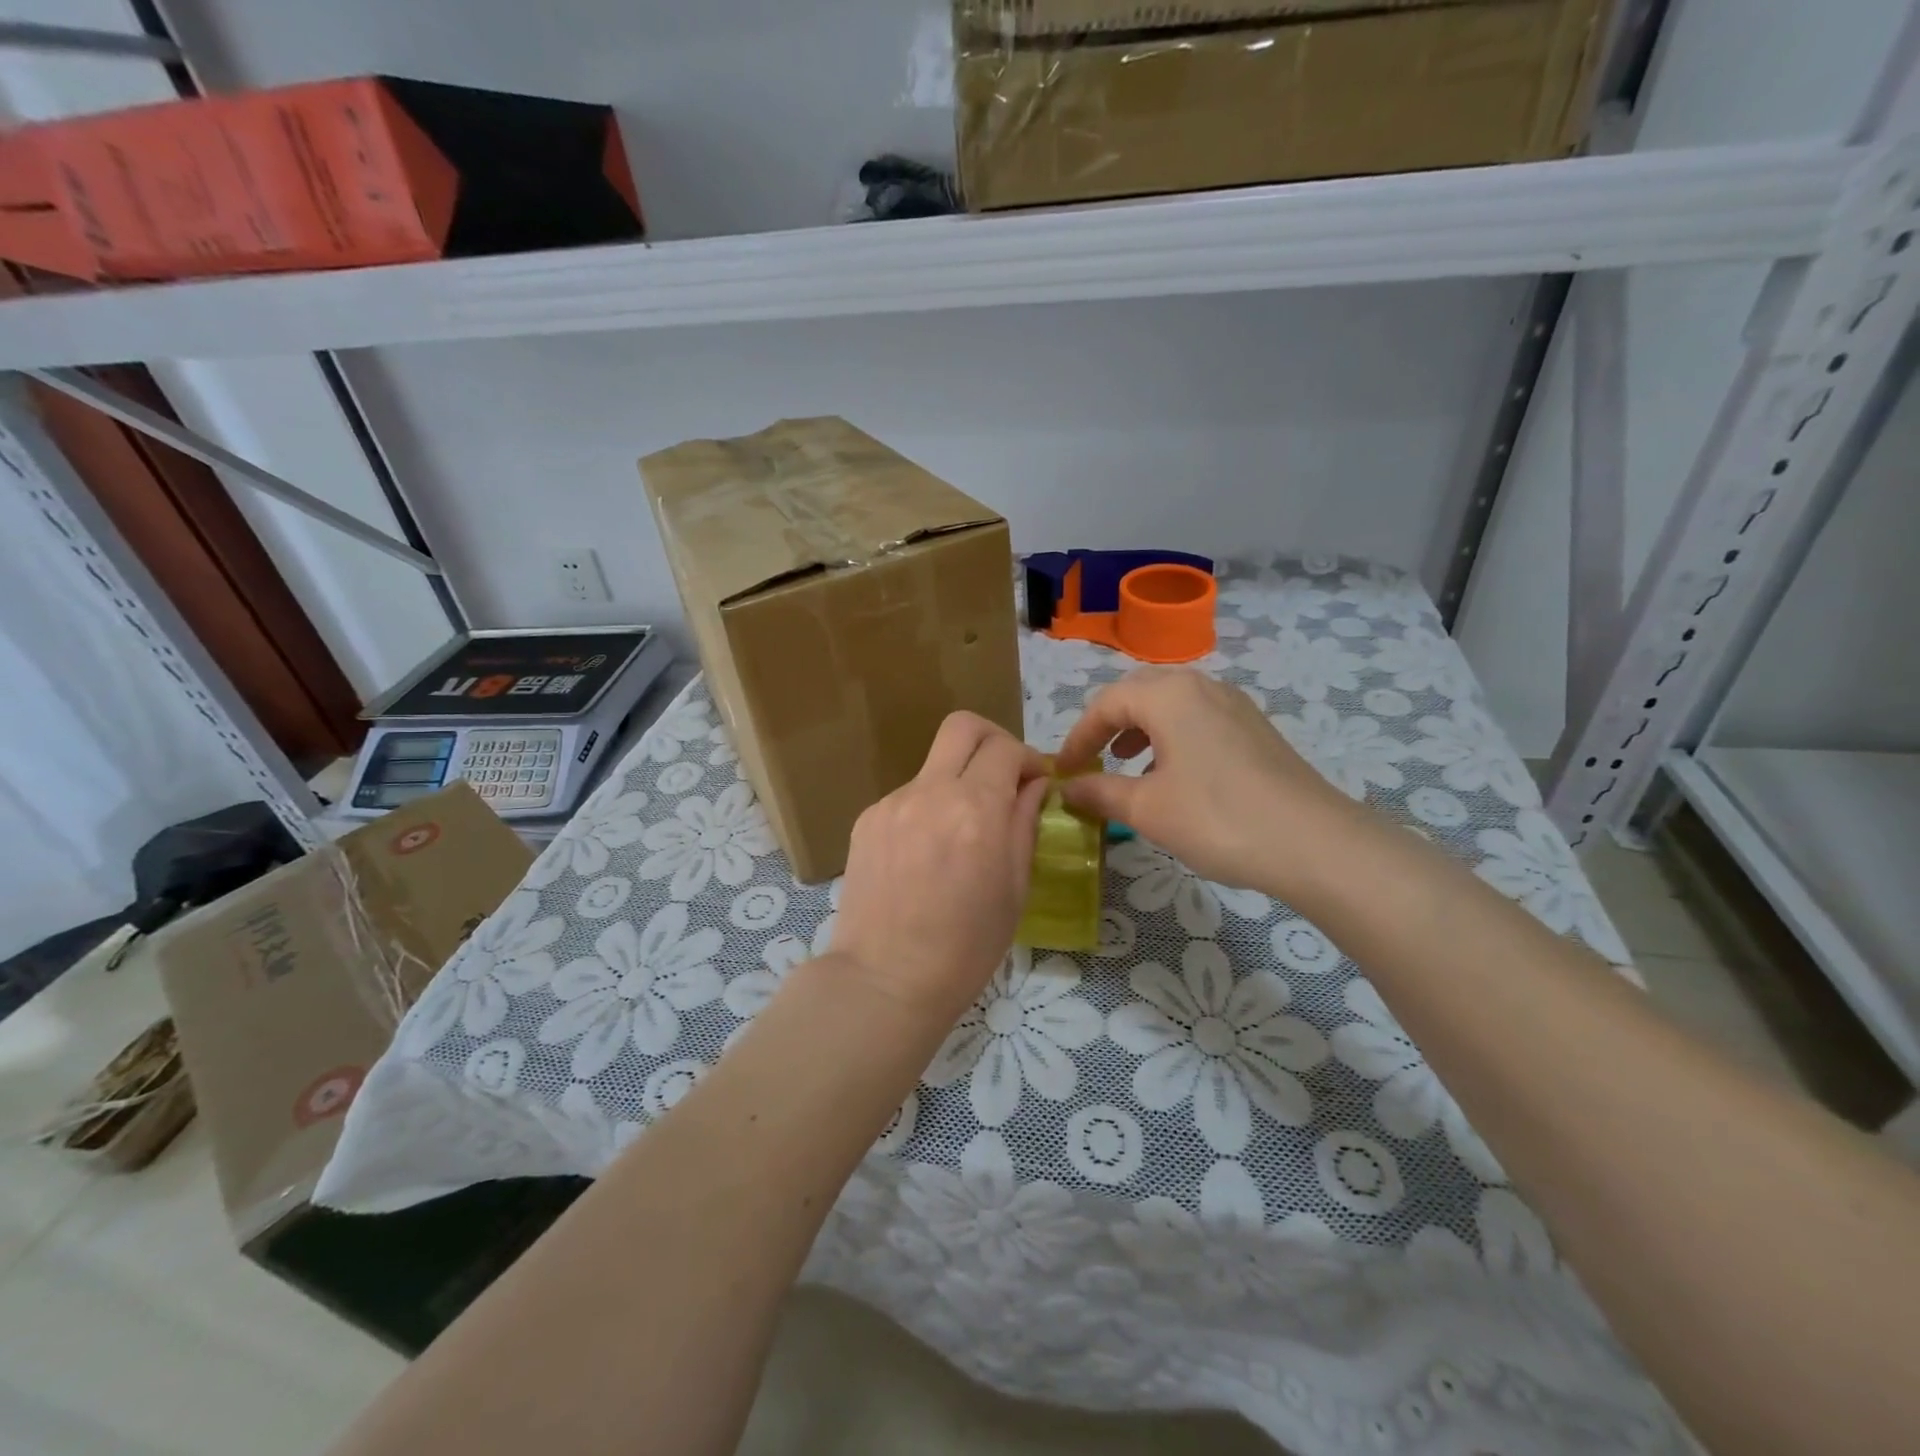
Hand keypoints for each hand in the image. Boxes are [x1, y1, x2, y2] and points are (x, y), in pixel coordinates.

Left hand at [827, 712, 1050, 1025]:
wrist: (885, 979)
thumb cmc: (966, 947)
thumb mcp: (1015, 887)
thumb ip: (1024, 823)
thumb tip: (1033, 785)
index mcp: (976, 810)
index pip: (1007, 748)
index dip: (1029, 758)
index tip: (1036, 783)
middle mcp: (931, 792)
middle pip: (963, 726)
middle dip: (993, 740)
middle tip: (1004, 775)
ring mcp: (893, 803)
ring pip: (934, 765)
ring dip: (958, 780)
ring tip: (962, 831)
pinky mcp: (867, 819)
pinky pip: (908, 796)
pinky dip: (929, 807)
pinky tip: (928, 852)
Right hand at [1055, 666, 1364, 897]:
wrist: (1313, 842)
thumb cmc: (1217, 818)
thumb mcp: (1147, 809)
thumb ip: (1100, 792)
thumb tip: (1068, 788)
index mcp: (1169, 695)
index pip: (1106, 703)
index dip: (1078, 736)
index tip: (1062, 770)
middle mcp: (1201, 686)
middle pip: (1139, 692)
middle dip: (1108, 724)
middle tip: (1091, 759)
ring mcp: (1234, 705)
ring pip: (1172, 704)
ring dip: (1140, 728)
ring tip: (1127, 763)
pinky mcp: (1255, 728)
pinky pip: (1199, 719)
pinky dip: (1172, 737)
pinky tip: (1174, 774)